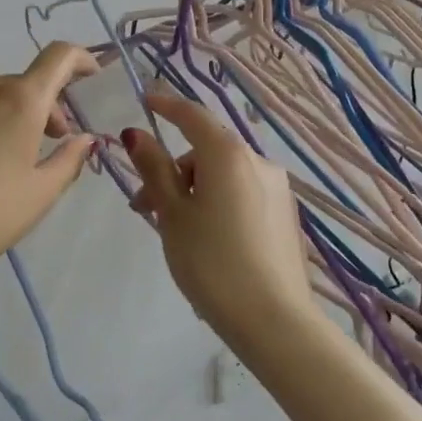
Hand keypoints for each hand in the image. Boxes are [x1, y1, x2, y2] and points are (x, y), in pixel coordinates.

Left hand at [0, 42, 98, 279]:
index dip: (80, 59)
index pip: (58, 57)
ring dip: (0, 117)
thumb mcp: (40, 194)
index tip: (89, 77)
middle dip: (40, 109)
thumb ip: (69, 160)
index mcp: (20, 101)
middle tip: (43, 146)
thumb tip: (83, 138)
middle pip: (21, 85)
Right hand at [122, 92, 314, 339]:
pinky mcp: (285, 215)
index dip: (166, 105)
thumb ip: (154, 169)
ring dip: (194, 191)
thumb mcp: (172, 214)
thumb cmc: (211, 262)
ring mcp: (277, 189)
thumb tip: (136, 134)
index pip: (193, 116)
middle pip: (206, 152)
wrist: (273, 320)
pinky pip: (242, 194)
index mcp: (228, 155)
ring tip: (174, 233)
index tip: (145, 100)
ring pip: (224, 176)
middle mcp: (258, 162)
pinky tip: (207, 241)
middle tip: (145, 211)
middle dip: (172, 173)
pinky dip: (218, 203)